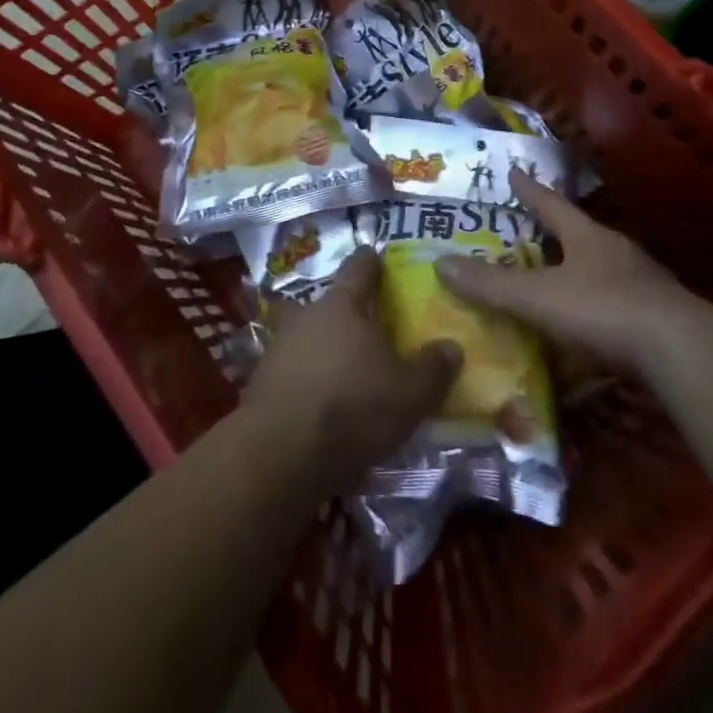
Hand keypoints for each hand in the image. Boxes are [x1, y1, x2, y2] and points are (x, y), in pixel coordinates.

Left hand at [246, 248, 459, 493]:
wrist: (280, 456)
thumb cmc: (352, 408)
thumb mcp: (410, 393)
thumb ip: (433, 368)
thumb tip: (451, 347)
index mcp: (342, 305)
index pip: (358, 268)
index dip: (371, 262)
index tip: (377, 256)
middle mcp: (306, 317)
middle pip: (329, 304)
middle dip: (347, 312)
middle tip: (369, 327)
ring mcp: (278, 349)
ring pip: (307, 337)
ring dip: (323, 348)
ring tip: (345, 368)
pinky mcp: (261, 385)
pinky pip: (292, 372)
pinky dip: (307, 380)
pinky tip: (321, 401)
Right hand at [435, 170, 701, 372]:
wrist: (681, 350)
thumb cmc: (603, 310)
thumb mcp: (539, 298)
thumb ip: (491, 285)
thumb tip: (439, 263)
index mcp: (587, 236)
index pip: (551, 203)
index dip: (529, 189)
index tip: (513, 171)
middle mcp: (616, 250)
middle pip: (580, 232)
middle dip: (556, 230)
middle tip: (532, 228)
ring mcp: (642, 281)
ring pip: (602, 266)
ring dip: (580, 268)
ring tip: (558, 276)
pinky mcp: (658, 314)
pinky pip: (619, 300)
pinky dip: (599, 305)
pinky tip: (590, 322)